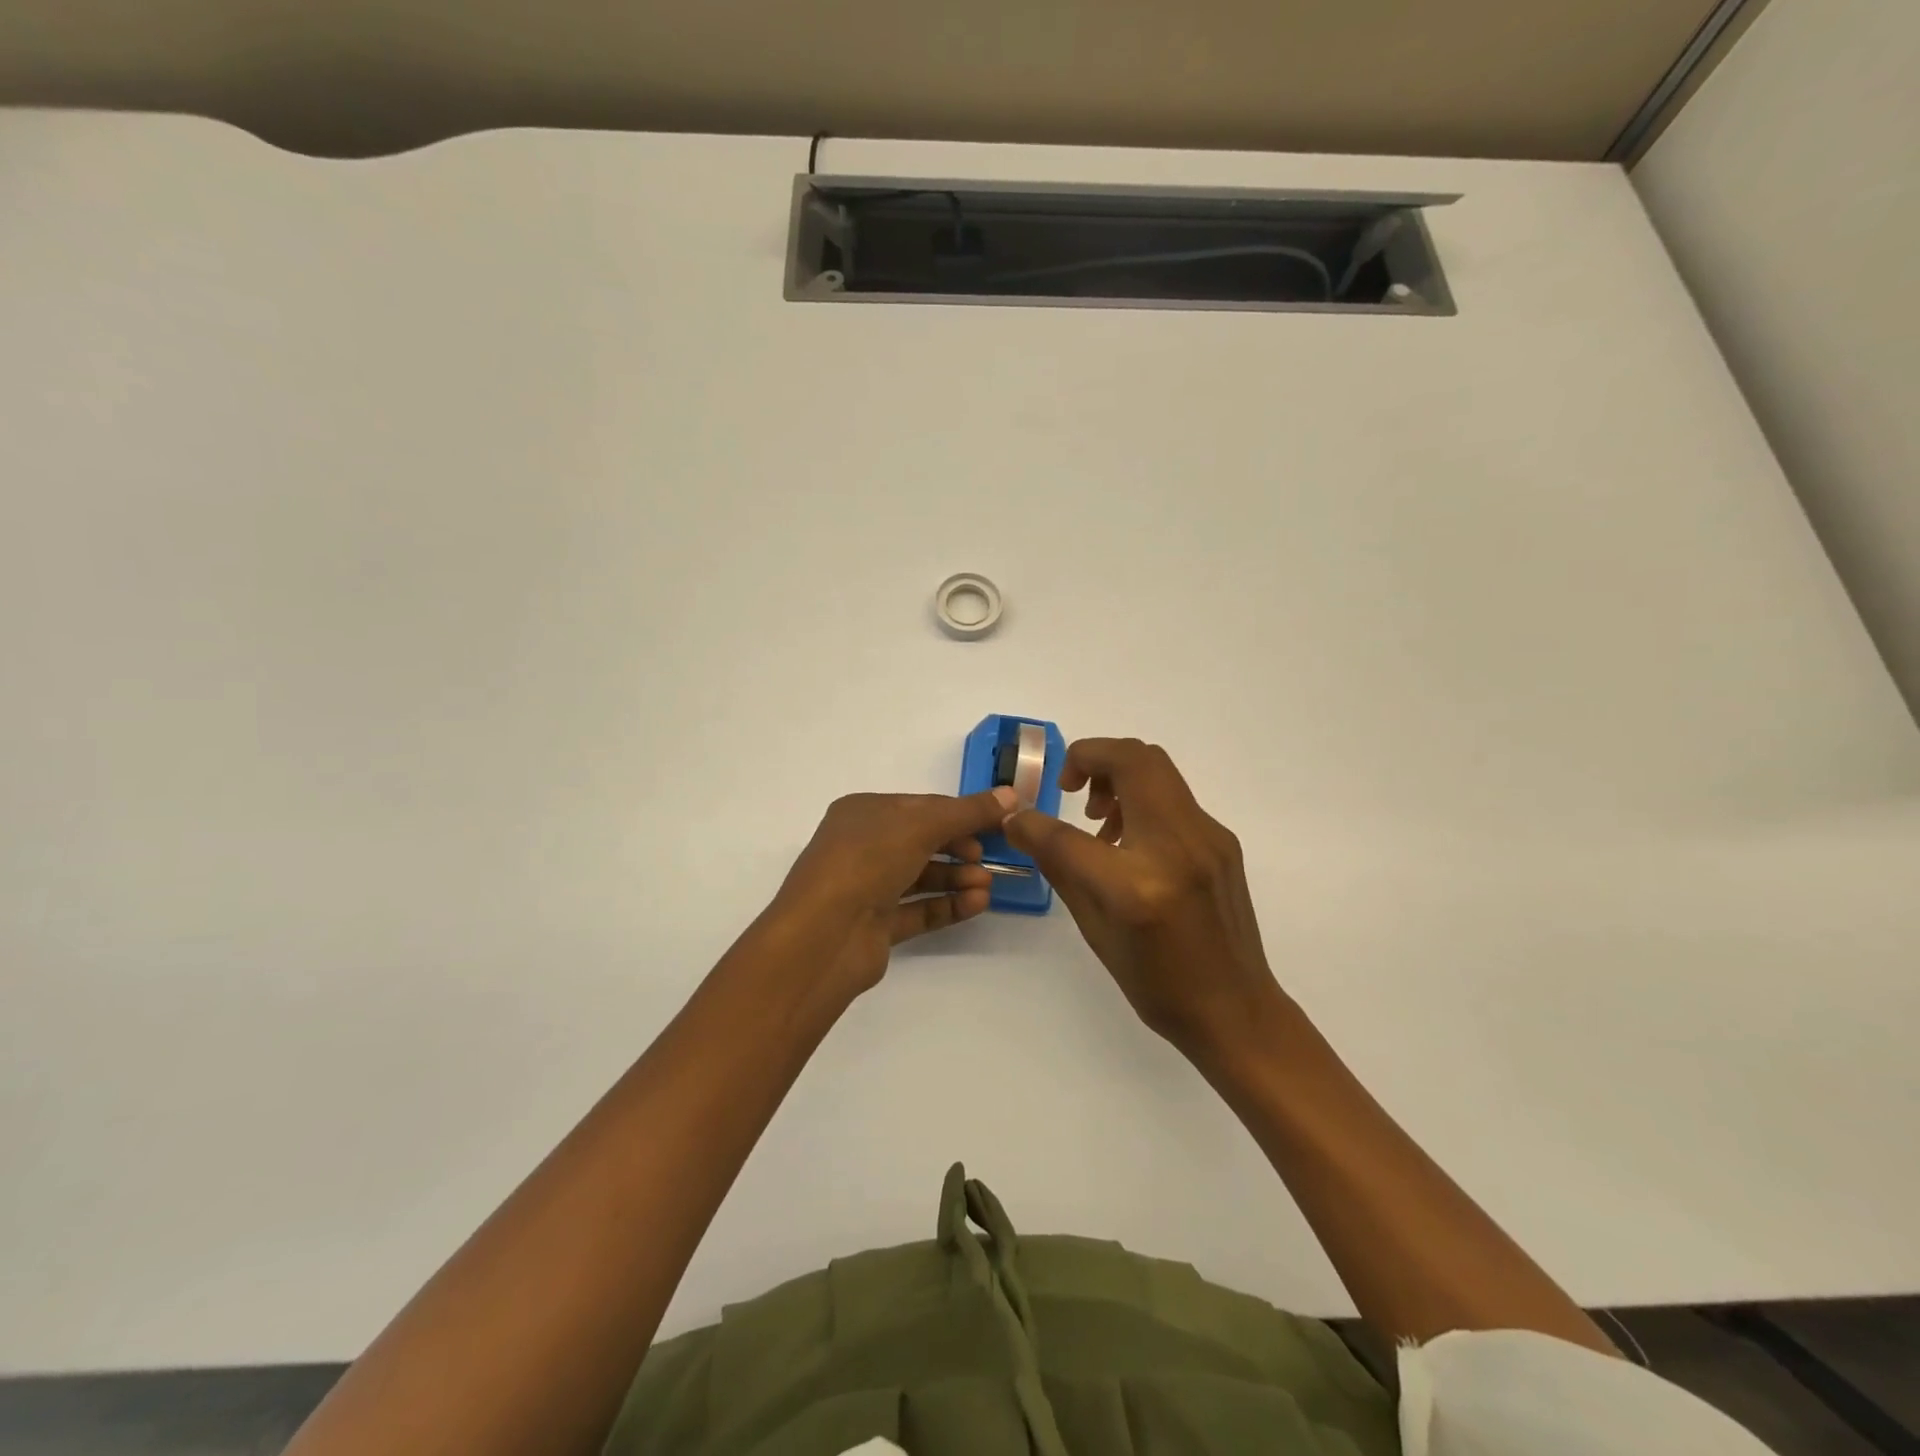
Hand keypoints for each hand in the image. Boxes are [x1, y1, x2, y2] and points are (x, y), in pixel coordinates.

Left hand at [768, 786, 1018, 1005]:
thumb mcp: (921, 825)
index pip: (921, 806)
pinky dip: (948, 905)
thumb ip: (967, 812)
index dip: (960, 813)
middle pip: (923, 841)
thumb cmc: (867, 861)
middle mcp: (862, 846)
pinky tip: (977, 904)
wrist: (824, 936)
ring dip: (957, 878)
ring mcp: (867, 887)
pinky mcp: (876, 926)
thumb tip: (1010, 796)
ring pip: (922, 877)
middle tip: (987, 858)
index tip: (997, 823)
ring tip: (986, 886)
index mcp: (863, 812)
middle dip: (959, 848)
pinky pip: (919, 909)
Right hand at [1002, 738, 1281, 1057]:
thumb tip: (1023, 824)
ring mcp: (1207, 837)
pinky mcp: (1222, 838)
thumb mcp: (1094, 930)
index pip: (1067, 834)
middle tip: (1069, 788)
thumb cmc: (1156, 982)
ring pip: (1156, 766)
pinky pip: (1172, 794)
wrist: (1234, 1008)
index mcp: (1136, 887)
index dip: (1031, 820)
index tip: (1018, 816)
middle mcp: (1177, 847)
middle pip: (1131, 760)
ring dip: (1117, 772)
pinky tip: (1128, 840)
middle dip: (1089, 757)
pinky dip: (1141, 796)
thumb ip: (1059, 866)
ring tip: (1097, 819)